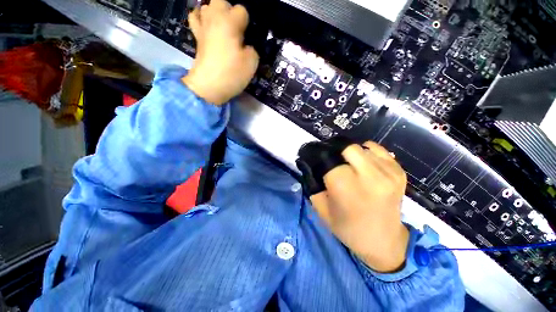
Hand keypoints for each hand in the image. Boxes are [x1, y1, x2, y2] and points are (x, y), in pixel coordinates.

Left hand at [182, 0, 258, 104]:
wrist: (209, 86)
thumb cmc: (231, 73)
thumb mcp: (252, 63)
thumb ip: (252, 49)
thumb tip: (246, 47)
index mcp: (229, 22)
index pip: (242, 11)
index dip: (247, 24)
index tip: (247, 38)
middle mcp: (214, 18)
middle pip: (221, 1)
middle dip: (230, 11)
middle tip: (236, 29)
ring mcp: (203, 27)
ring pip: (206, 6)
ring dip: (215, 13)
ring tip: (222, 28)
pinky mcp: (197, 37)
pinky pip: (195, 18)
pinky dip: (200, 18)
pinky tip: (207, 26)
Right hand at [310, 141, 408, 272]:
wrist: (384, 242)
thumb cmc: (348, 228)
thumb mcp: (321, 208)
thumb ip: (313, 184)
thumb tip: (310, 164)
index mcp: (347, 188)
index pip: (328, 158)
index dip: (320, 156)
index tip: (315, 157)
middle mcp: (370, 177)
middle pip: (347, 147)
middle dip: (336, 152)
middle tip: (332, 161)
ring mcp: (388, 173)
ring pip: (362, 147)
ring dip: (350, 153)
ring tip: (348, 164)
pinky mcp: (399, 172)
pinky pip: (378, 149)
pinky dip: (367, 152)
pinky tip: (363, 164)